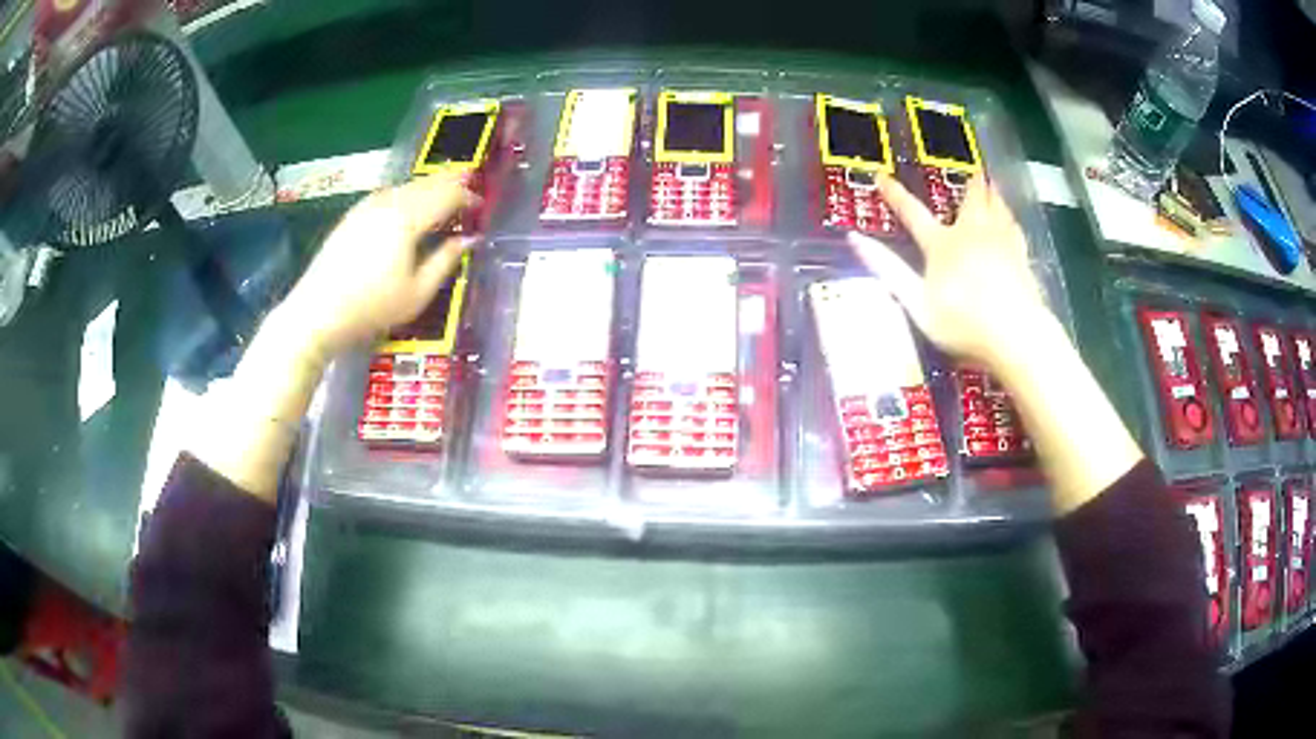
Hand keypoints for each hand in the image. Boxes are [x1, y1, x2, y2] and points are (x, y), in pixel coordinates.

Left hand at [281, 173, 475, 357]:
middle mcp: (388, 203)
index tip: (481, 205)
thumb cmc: (371, 308)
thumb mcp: (417, 293)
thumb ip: (445, 261)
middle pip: (426, 184)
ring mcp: (366, 206)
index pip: (447, 195)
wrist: (317, 313)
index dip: (467, 196)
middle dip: (450, 183)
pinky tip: (408, 205)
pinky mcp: (352, 216)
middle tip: (468, 187)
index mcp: (408, 218)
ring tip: (442, 194)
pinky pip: (388, 194)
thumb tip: (468, 239)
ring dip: (428, 187)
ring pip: (406, 187)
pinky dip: (407, 194)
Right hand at [847, 174, 1050, 371]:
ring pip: (997, 208)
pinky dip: (1011, 218)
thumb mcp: (916, 302)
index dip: (895, 195)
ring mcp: (1001, 243)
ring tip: (993, 184)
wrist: (1015, 333)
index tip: (882, 177)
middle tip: (972, 171)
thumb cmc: (962, 322)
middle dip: (969, 185)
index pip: (913, 213)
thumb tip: (854, 238)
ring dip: (992, 194)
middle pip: (971, 200)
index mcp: (942, 244)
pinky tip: (1012, 221)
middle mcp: (972, 233)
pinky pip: (1015, 228)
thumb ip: (887, 270)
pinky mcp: (1023, 258)